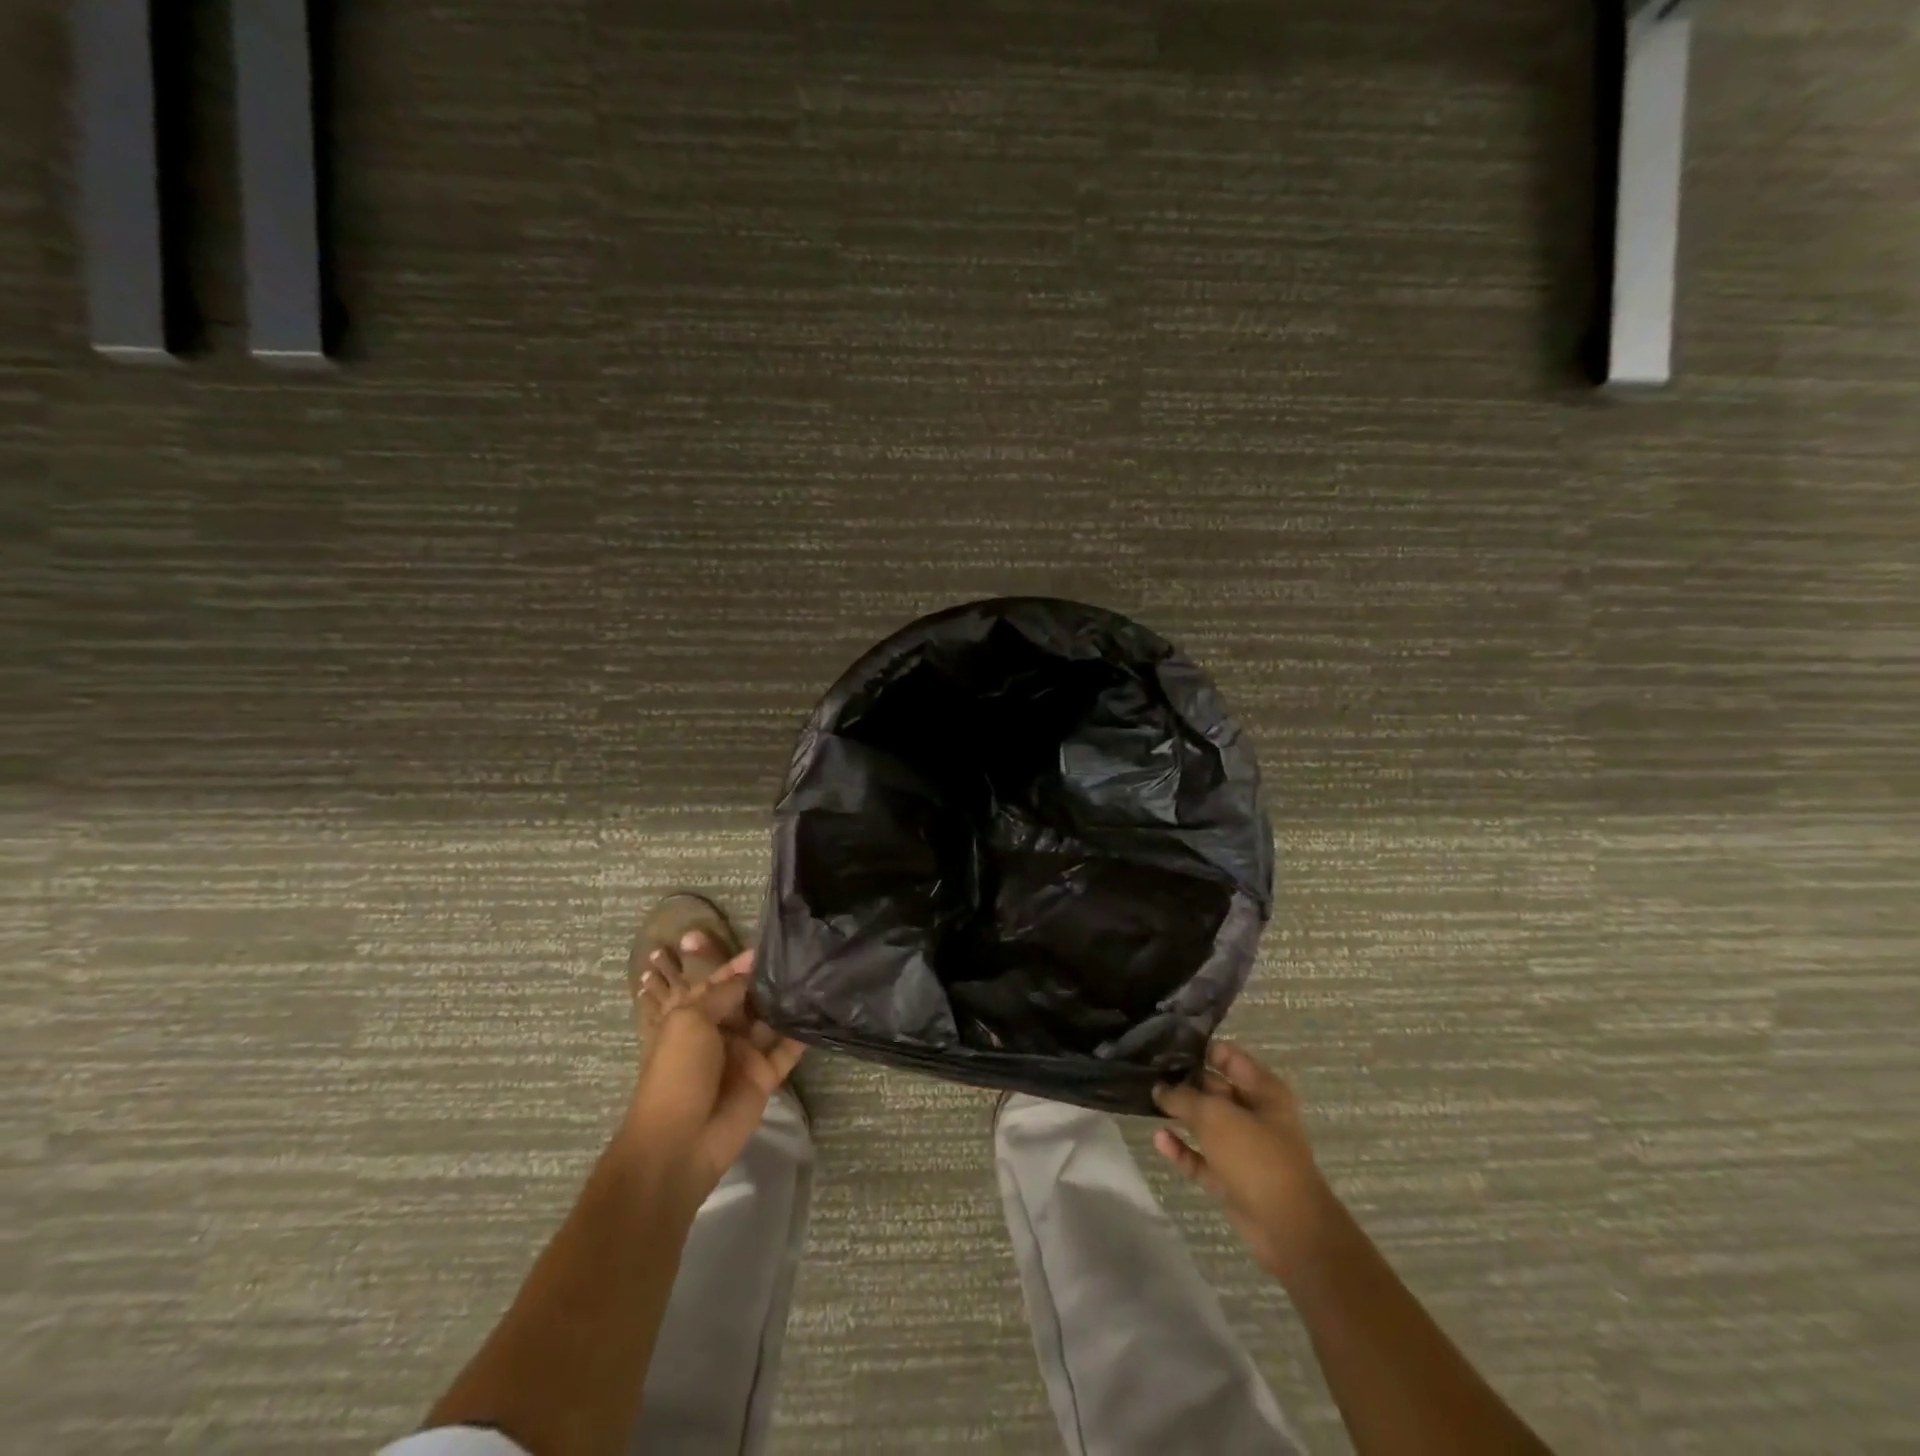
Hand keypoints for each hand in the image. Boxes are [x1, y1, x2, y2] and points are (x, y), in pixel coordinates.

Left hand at [623, 950, 802, 1209]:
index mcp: (693, 1016)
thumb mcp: (691, 1020)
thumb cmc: (677, 1073)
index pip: (719, 983)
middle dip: (768, 981)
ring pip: (770, 1022)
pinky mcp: (764, 1077)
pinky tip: (822, 1011)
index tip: (768, 947)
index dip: (739, 965)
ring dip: (788, 1003)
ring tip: (816, 976)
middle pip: (747, 1000)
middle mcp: (720, 1032)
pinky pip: (786, 1051)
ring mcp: (743, 1055)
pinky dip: (802, 1034)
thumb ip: (724, 993)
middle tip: (801, 956)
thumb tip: (751, 974)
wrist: (679, 1143)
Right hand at [1154, 1041, 1333, 1281]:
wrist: (1288, 1229)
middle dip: (1183, 1081)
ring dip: (1180, 1115)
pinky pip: (1201, 1157)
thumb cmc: (1256, 1157)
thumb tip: (1160, 1089)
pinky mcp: (1231, 1178)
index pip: (1227, 1056)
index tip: (1164, 1044)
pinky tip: (1158, 1139)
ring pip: (1206, 1124)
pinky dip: (1182, 1149)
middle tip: (1146, 1070)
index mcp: (1262, 1090)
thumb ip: (1183, 1097)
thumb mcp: (1215, 1116)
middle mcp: (1254, 1114)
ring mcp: (1243, 1148)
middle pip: (1213, 1088)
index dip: (1198, 1047)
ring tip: (1146, 1101)